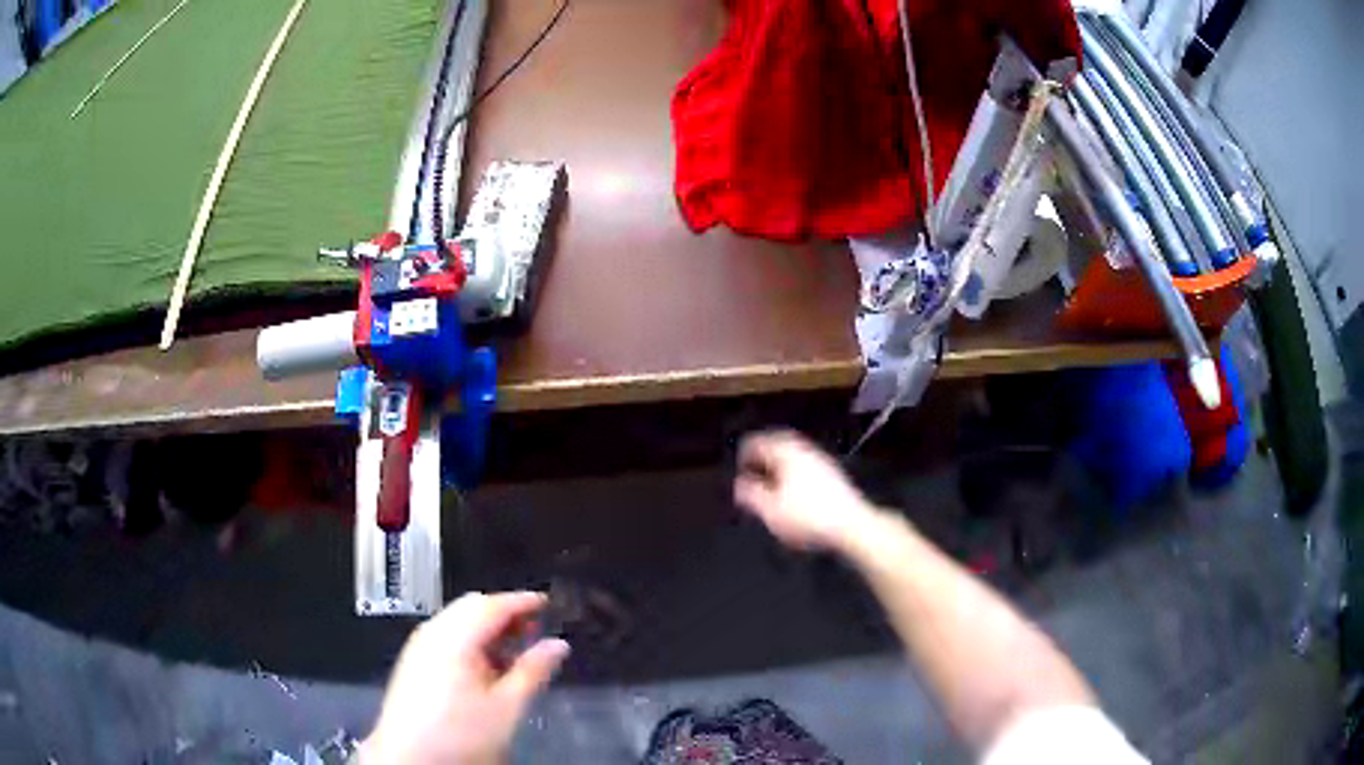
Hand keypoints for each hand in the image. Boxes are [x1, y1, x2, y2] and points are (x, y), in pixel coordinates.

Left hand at [362, 592, 569, 764]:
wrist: (410, 756)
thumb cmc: (461, 733)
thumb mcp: (507, 707)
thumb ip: (533, 671)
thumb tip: (559, 645)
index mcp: (454, 638)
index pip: (492, 605)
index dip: (522, 601)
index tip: (547, 602)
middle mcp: (432, 633)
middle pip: (472, 607)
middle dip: (505, 614)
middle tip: (534, 631)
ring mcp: (419, 645)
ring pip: (457, 620)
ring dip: (487, 628)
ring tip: (514, 652)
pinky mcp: (413, 660)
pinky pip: (445, 635)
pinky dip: (470, 640)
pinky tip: (485, 667)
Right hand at [734, 430, 880, 551]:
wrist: (852, 525)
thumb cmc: (808, 517)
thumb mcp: (770, 510)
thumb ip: (751, 494)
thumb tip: (739, 484)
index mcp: (786, 453)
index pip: (758, 442)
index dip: (744, 453)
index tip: (738, 466)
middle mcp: (804, 450)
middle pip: (778, 444)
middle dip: (763, 455)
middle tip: (752, 469)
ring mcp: (822, 460)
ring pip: (793, 454)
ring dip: (779, 464)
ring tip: (770, 482)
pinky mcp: (834, 475)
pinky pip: (806, 465)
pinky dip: (793, 472)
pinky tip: (793, 491)